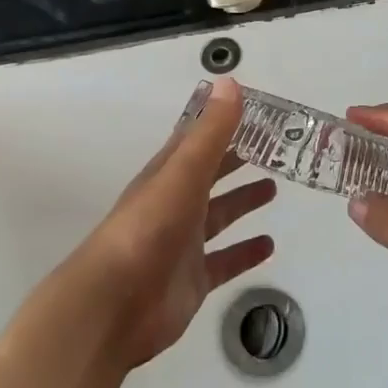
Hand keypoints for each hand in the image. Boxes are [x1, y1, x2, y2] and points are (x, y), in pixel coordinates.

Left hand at [76, 77, 276, 366]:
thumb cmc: (148, 230)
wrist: (113, 305)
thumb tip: (231, 82)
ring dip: (242, 201)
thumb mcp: (183, 173)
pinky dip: (245, 252)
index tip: (253, 110)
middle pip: (210, 175)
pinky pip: (224, 260)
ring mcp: (183, 243)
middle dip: (236, 160)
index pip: (197, 140)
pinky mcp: (192, 280)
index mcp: (168, 174)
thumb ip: (210, 132)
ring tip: (274, 189)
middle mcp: (175, 204)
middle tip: (274, 149)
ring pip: (218, 215)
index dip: (221, 123)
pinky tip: (269, 246)